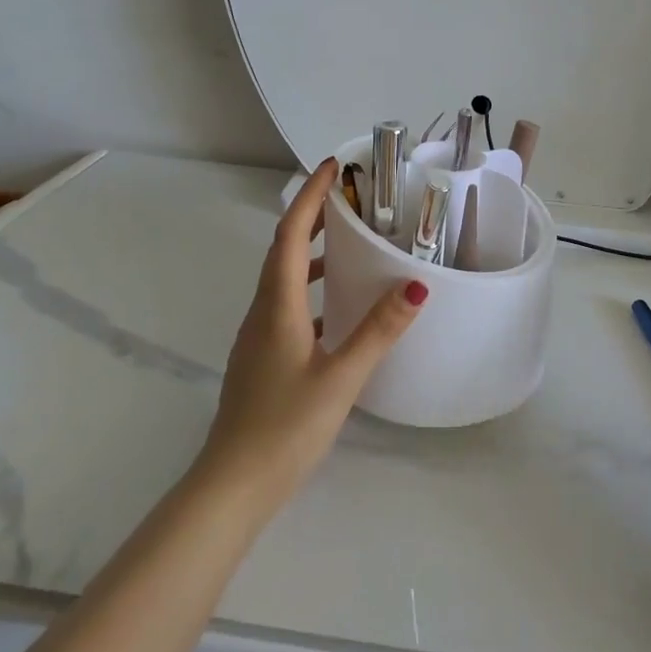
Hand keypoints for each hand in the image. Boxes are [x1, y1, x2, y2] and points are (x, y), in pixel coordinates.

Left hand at [195, 158, 428, 508]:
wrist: (233, 485)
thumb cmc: (285, 427)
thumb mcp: (340, 377)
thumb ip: (378, 331)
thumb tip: (417, 286)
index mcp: (276, 307)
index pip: (289, 235)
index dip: (309, 198)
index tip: (333, 167)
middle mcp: (261, 313)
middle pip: (281, 250)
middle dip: (310, 217)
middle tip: (346, 198)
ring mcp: (258, 337)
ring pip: (281, 279)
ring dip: (307, 253)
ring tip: (344, 244)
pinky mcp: (262, 358)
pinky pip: (285, 306)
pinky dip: (308, 290)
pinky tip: (334, 309)